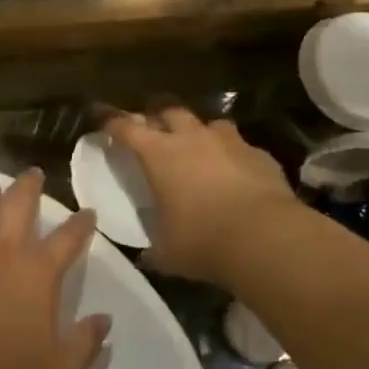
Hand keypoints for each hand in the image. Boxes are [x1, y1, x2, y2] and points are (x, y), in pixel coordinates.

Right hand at [103, 109, 297, 285]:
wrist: (266, 238)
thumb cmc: (203, 241)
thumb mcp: (167, 252)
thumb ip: (154, 248)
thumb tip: (147, 256)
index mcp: (159, 155)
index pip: (126, 128)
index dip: (112, 122)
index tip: (103, 119)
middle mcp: (192, 138)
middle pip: (169, 111)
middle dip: (157, 117)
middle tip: (152, 129)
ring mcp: (229, 142)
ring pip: (209, 123)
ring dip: (199, 132)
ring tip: (198, 146)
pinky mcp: (260, 154)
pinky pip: (241, 147)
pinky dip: (233, 155)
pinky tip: (236, 172)